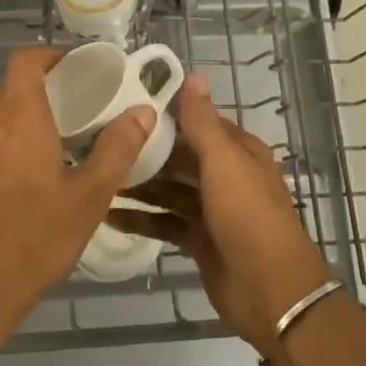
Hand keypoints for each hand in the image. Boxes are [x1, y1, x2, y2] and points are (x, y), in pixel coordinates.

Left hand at [0, 48, 153, 320]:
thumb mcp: (89, 196)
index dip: (50, 57)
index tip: (77, 71)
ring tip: (51, 147)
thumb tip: (144, 111)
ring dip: (19, 120)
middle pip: (11, 88)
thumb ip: (118, 148)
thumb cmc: (34, 238)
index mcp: (18, 115)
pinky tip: (20, 179)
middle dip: (41, 93)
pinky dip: (0, 144)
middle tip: (74, 115)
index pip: (26, 60)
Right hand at [108, 75, 330, 351]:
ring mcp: (211, 209)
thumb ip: (203, 123)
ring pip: (168, 189)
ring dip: (138, 184)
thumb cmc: (248, 217)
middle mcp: (224, 175)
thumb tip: (194, 74)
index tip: (121, 104)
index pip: (196, 122)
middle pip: (178, 156)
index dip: (164, 114)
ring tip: (96, 175)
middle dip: (144, 150)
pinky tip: (107, 215)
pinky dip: (140, 218)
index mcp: (237, 151)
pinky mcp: (198, 239)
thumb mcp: (224, 163)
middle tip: (96, 141)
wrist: (269, 290)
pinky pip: (164, 222)